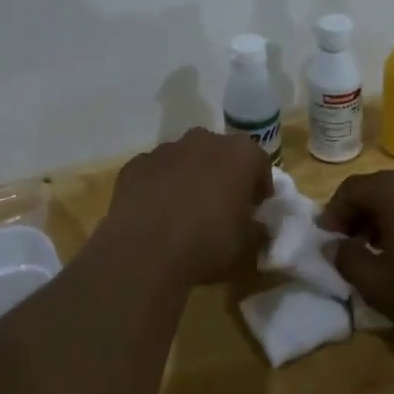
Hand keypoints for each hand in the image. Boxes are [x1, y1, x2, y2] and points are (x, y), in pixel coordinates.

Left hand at [99, 128, 274, 286]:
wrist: (145, 252)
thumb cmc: (207, 245)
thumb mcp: (246, 247)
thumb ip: (256, 230)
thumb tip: (255, 226)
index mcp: (239, 155)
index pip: (259, 162)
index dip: (259, 185)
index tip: (255, 206)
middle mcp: (203, 141)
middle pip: (219, 153)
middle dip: (222, 174)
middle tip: (221, 204)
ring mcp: (165, 150)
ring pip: (184, 159)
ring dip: (189, 177)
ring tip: (185, 210)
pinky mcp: (134, 165)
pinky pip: (155, 172)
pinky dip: (159, 186)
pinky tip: (155, 213)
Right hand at [321, 170, 393, 341]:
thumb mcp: (377, 285)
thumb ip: (346, 260)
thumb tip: (335, 246)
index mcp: (392, 191)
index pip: (349, 190)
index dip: (332, 215)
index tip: (328, 242)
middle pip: (377, 189)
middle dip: (358, 215)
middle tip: (351, 246)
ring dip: (385, 219)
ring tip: (383, 253)